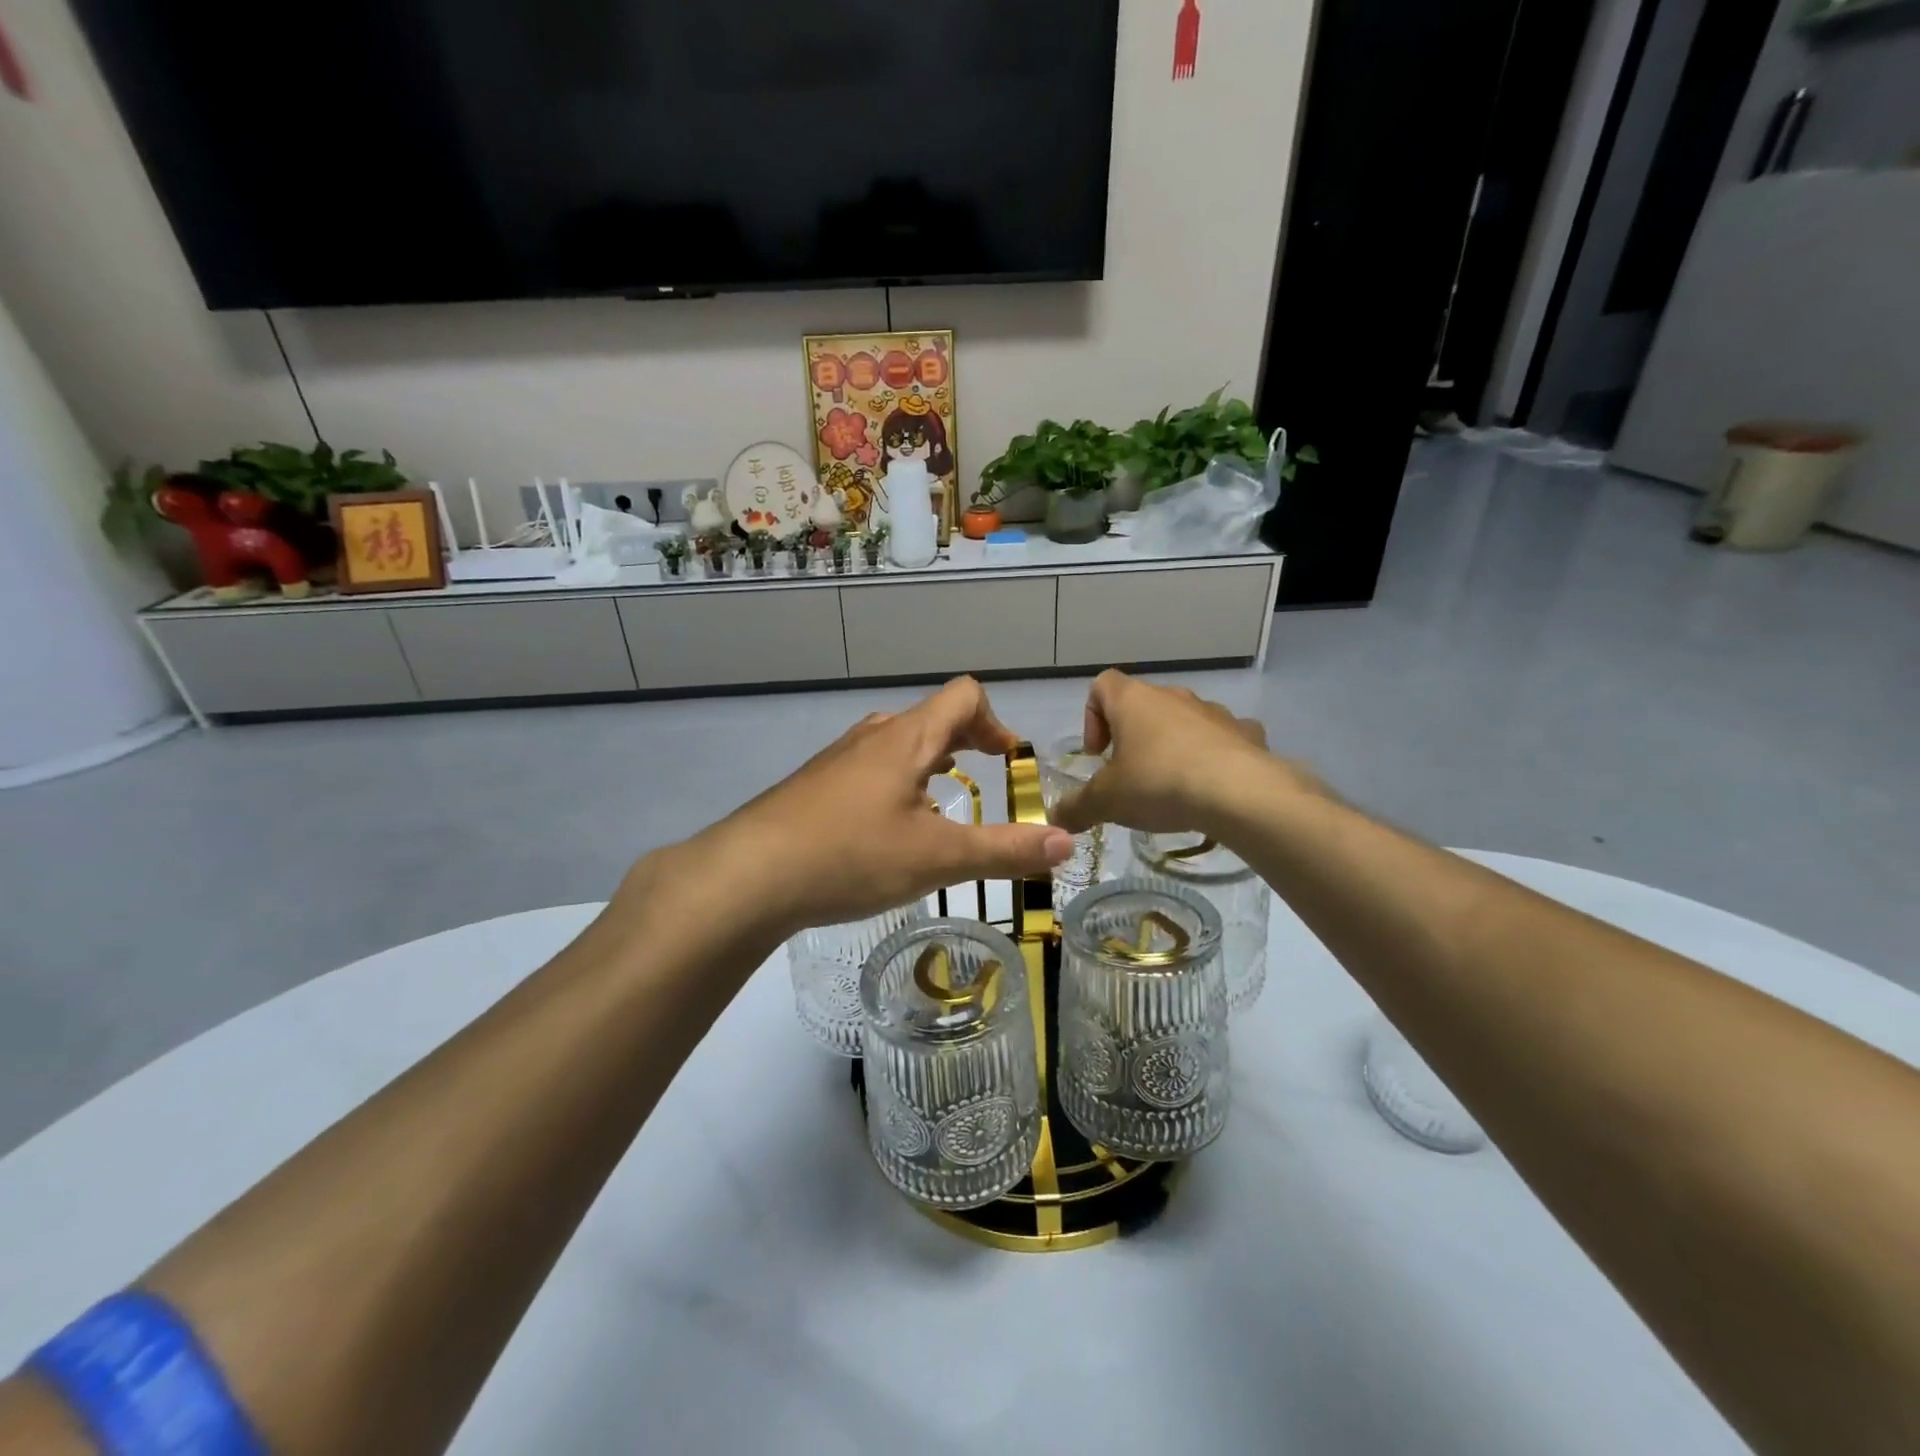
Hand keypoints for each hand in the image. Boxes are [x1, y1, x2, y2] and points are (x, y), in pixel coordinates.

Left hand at [643, 678, 1073, 938]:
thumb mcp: (937, 858)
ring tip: (941, 808)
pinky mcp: (814, 785)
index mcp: (907, 738)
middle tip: (985, 784)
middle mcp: (872, 735)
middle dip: (968, 744)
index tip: (1009, 764)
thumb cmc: (850, 856)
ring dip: (930, 765)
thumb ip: (1004, 850)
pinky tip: (886, 832)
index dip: (997, 722)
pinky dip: (896, 784)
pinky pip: (868, 768)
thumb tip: (1067, 843)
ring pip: (897, 744)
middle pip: (932, 718)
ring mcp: (837, 759)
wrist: (748, 875)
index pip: (964, 696)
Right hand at [1047, 671, 1295, 836]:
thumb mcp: (1106, 802)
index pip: (1102, 685)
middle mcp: (1173, 696)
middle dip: (1133, 738)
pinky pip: (1222, 738)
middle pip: (1143, 704)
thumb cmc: (1159, 784)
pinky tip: (1212, 789)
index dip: (1093, 716)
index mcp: (1133, 700)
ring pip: (1183, 721)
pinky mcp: (1247, 733)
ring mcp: (1214, 712)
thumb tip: (1054, 819)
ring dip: (1173, 746)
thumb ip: (1077, 807)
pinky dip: (1213, 756)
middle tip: (1130, 777)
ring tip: (1172, 787)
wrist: (1240, 794)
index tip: (1098, 755)